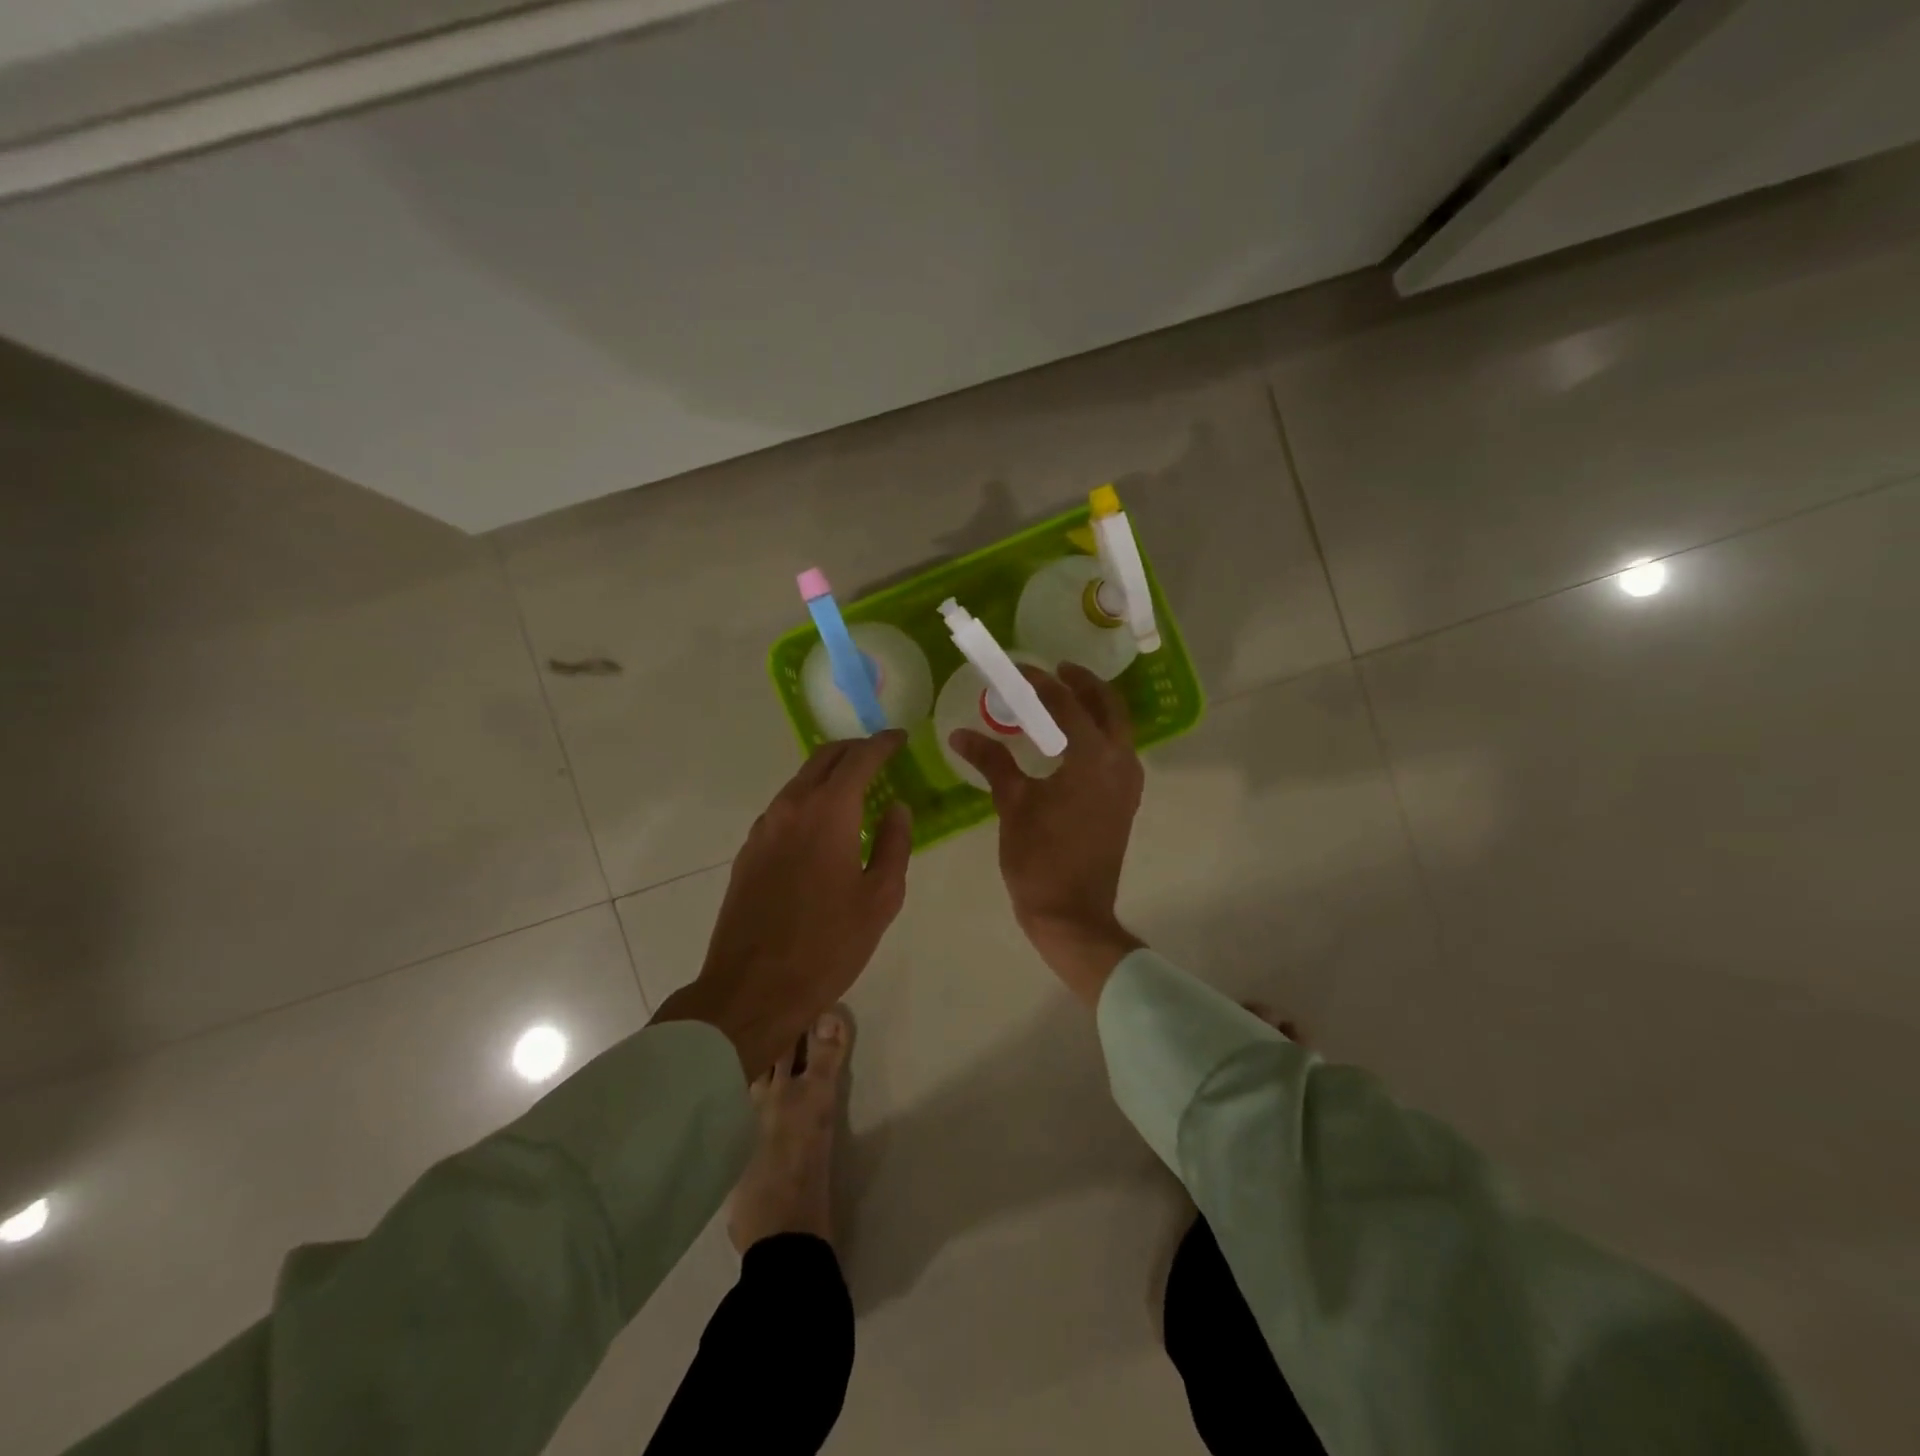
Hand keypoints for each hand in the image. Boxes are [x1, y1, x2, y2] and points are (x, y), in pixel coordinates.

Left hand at [654, 732, 910, 1075]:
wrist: (752, 988)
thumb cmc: (827, 945)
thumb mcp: (879, 898)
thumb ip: (893, 844)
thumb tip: (897, 808)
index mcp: (828, 812)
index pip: (860, 758)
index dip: (883, 743)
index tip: (900, 738)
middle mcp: (791, 807)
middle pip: (824, 758)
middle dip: (854, 750)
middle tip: (879, 756)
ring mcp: (764, 828)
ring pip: (800, 781)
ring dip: (829, 774)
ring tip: (855, 789)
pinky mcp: (749, 851)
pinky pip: (784, 808)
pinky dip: (809, 800)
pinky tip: (823, 826)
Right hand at [950, 663, 1145, 1004]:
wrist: (1072, 912)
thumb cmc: (1040, 858)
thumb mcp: (1012, 804)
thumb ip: (992, 761)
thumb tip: (960, 734)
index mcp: (1093, 757)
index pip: (1068, 703)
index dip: (1042, 683)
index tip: (1020, 669)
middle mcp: (1120, 762)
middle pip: (1108, 706)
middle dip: (1083, 684)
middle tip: (1054, 672)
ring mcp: (1128, 784)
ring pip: (1118, 729)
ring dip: (1094, 708)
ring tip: (1061, 700)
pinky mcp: (1125, 801)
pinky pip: (1117, 752)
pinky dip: (1098, 735)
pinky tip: (1070, 742)